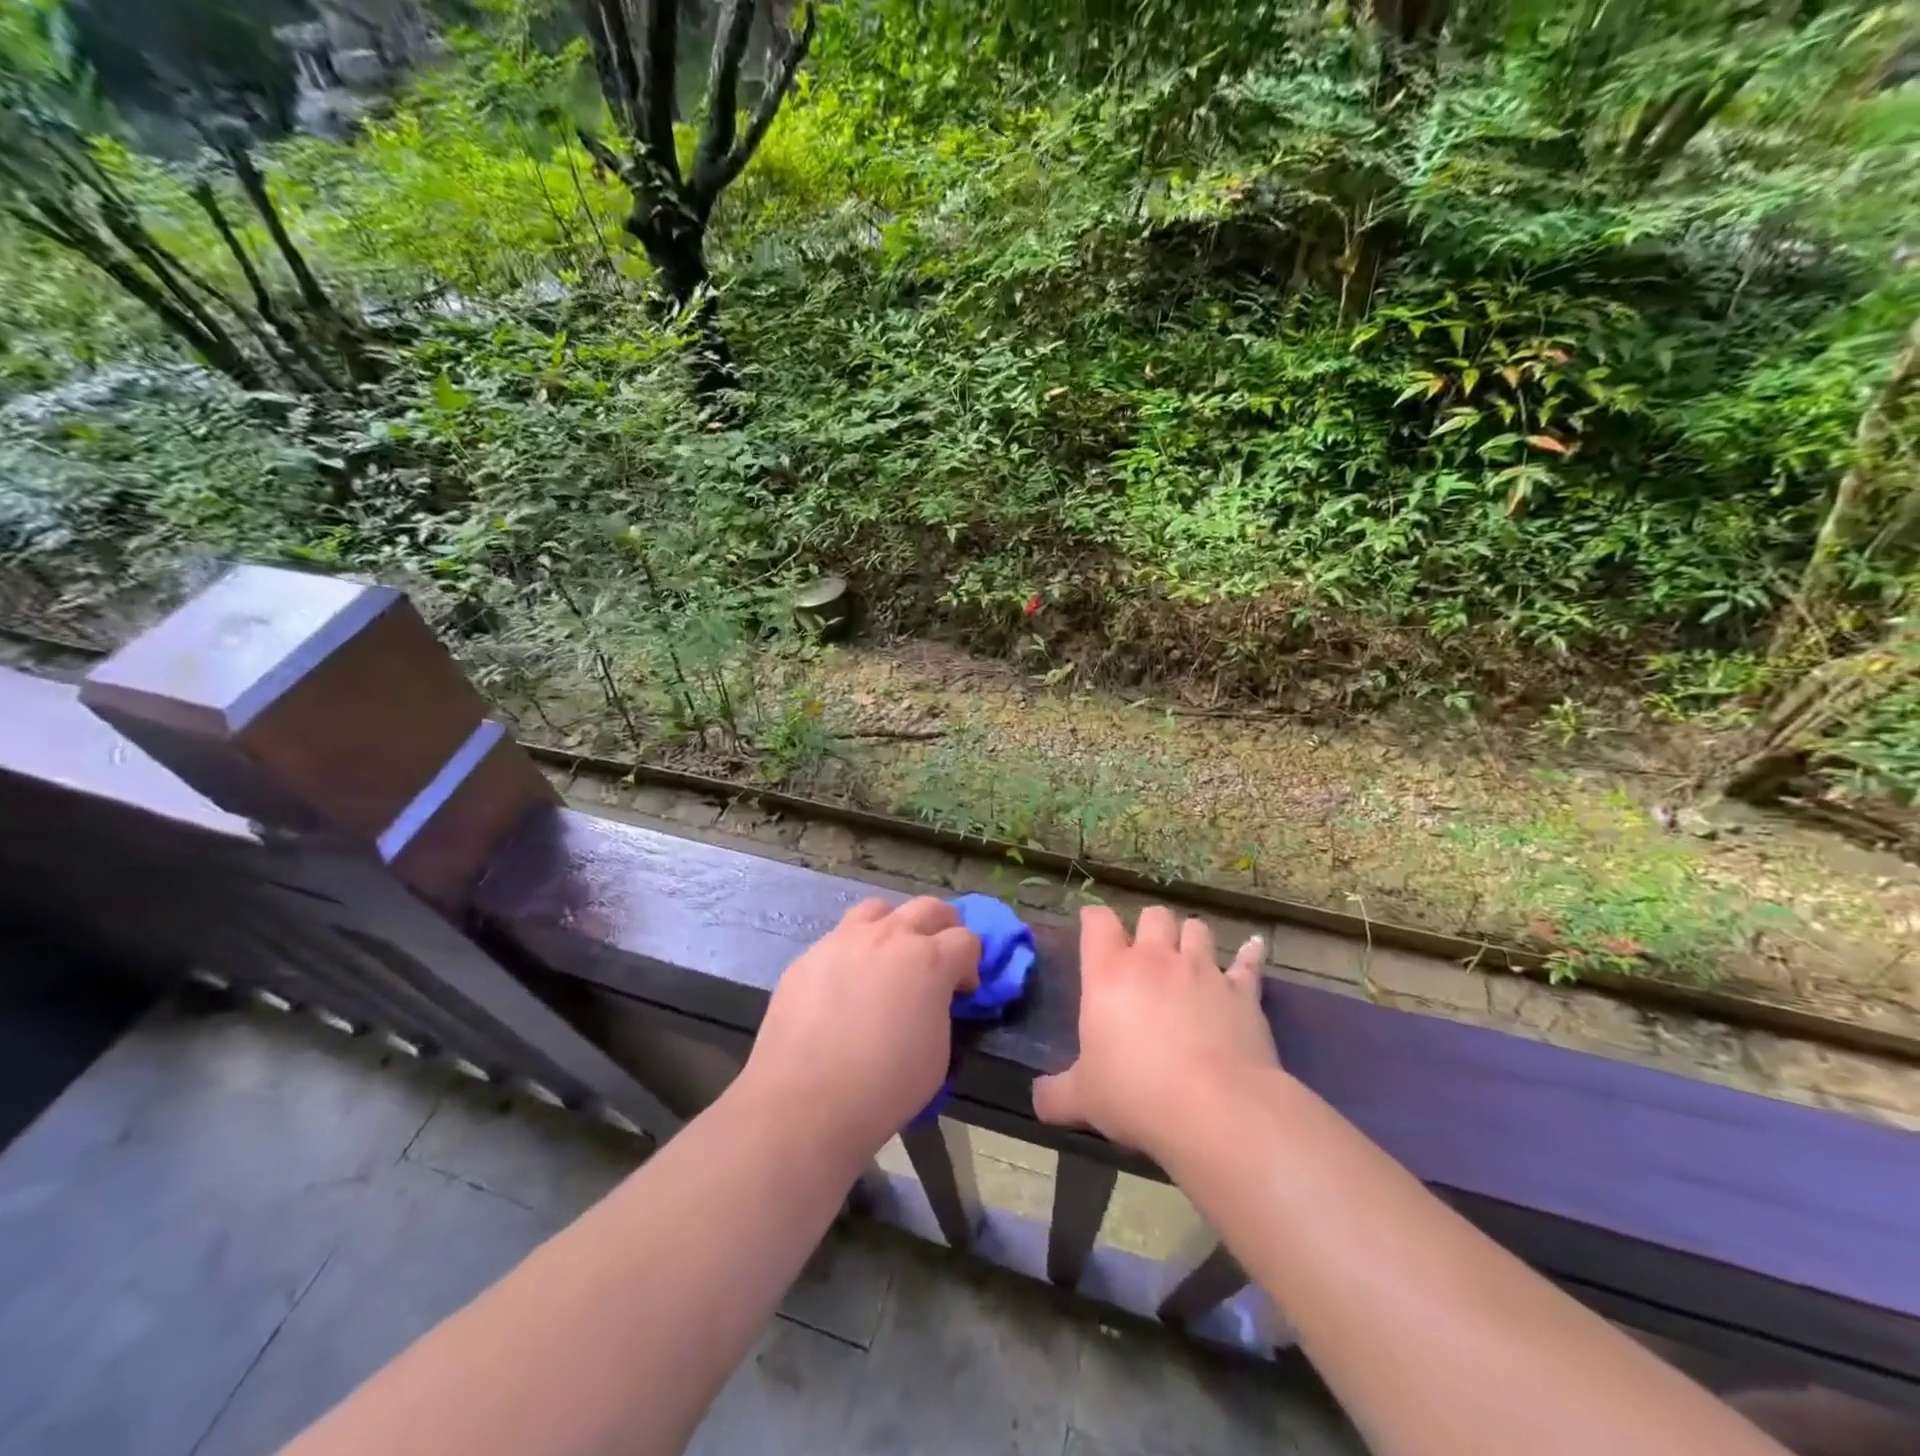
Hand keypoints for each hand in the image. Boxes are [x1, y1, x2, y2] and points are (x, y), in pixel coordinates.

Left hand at [739, 897, 979, 1162]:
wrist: (804, 1103)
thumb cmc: (884, 1085)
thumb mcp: (938, 1052)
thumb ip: (940, 1009)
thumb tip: (933, 998)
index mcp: (928, 960)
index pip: (966, 940)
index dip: (970, 964)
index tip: (962, 991)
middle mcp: (888, 936)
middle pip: (928, 908)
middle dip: (943, 927)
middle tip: (939, 956)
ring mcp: (843, 940)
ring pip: (879, 910)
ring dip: (894, 926)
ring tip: (889, 956)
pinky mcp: (808, 956)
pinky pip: (839, 939)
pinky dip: (853, 952)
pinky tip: (845, 985)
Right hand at [1034, 905, 1275, 1161]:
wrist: (1213, 1109)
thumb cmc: (1136, 1094)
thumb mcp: (1083, 1098)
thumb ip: (1055, 1094)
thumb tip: (1037, 1101)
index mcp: (1109, 973)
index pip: (1097, 922)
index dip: (1094, 920)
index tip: (1092, 928)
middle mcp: (1155, 959)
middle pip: (1153, 915)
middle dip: (1149, 927)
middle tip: (1146, 951)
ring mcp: (1202, 971)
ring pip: (1197, 929)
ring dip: (1191, 937)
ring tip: (1189, 954)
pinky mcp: (1242, 992)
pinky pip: (1248, 963)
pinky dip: (1251, 954)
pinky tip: (1256, 947)